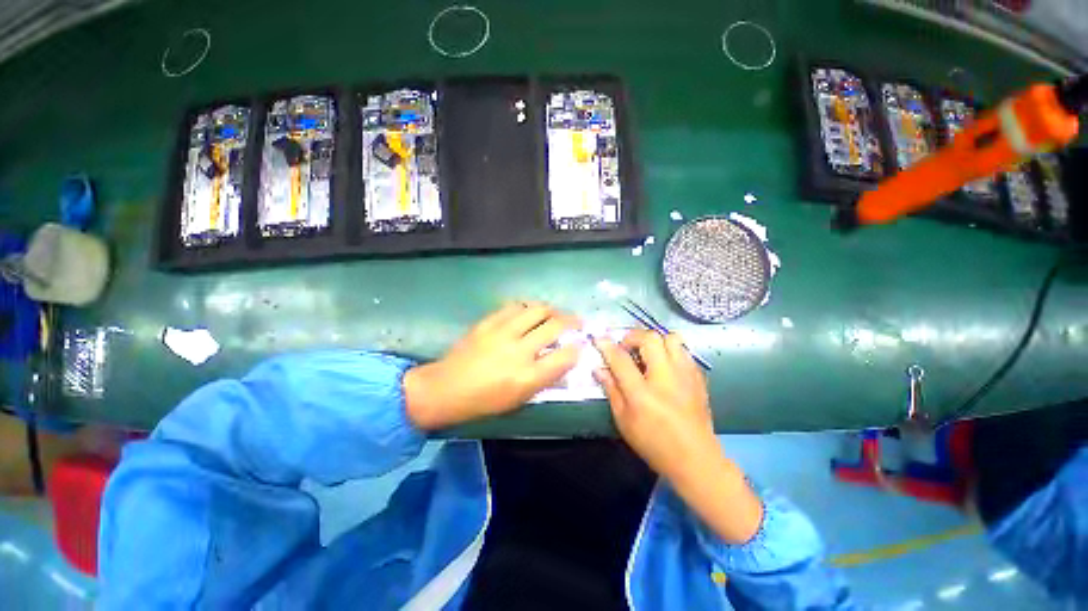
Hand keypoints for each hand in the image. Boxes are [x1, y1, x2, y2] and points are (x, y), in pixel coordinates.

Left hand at [404, 302, 581, 429]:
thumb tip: (564, 361)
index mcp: (527, 377)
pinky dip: (528, 307)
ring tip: (554, 314)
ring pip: (537, 309)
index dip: (578, 348)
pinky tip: (530, 312)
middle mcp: (519, 351)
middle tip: (576, 322)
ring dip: (552, 310)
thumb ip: (545, 380)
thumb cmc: (485, 401)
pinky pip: (515, 306)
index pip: (565, 356)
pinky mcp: (488, 322)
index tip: (580, 344)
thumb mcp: (519, 399)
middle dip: (572, 321)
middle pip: (555, 325)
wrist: (446, 388)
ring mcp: (502, 332)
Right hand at [594, 330, 762, 543]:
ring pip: (671, 338)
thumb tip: (599, 368)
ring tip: (647, 353)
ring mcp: (685, 375)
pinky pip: (683, 350)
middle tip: (626, 348)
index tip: (599, 339)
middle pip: (649, 338)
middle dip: (633, 336)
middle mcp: (665, 377)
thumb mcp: (624, 420)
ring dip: (654, 340)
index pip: (620, 358)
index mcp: (642, 393)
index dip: (607, 346)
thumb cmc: (654, 443)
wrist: (695, 459)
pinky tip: (664, 366)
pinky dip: (670, 350)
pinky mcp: (698, 377)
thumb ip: (611, 390)